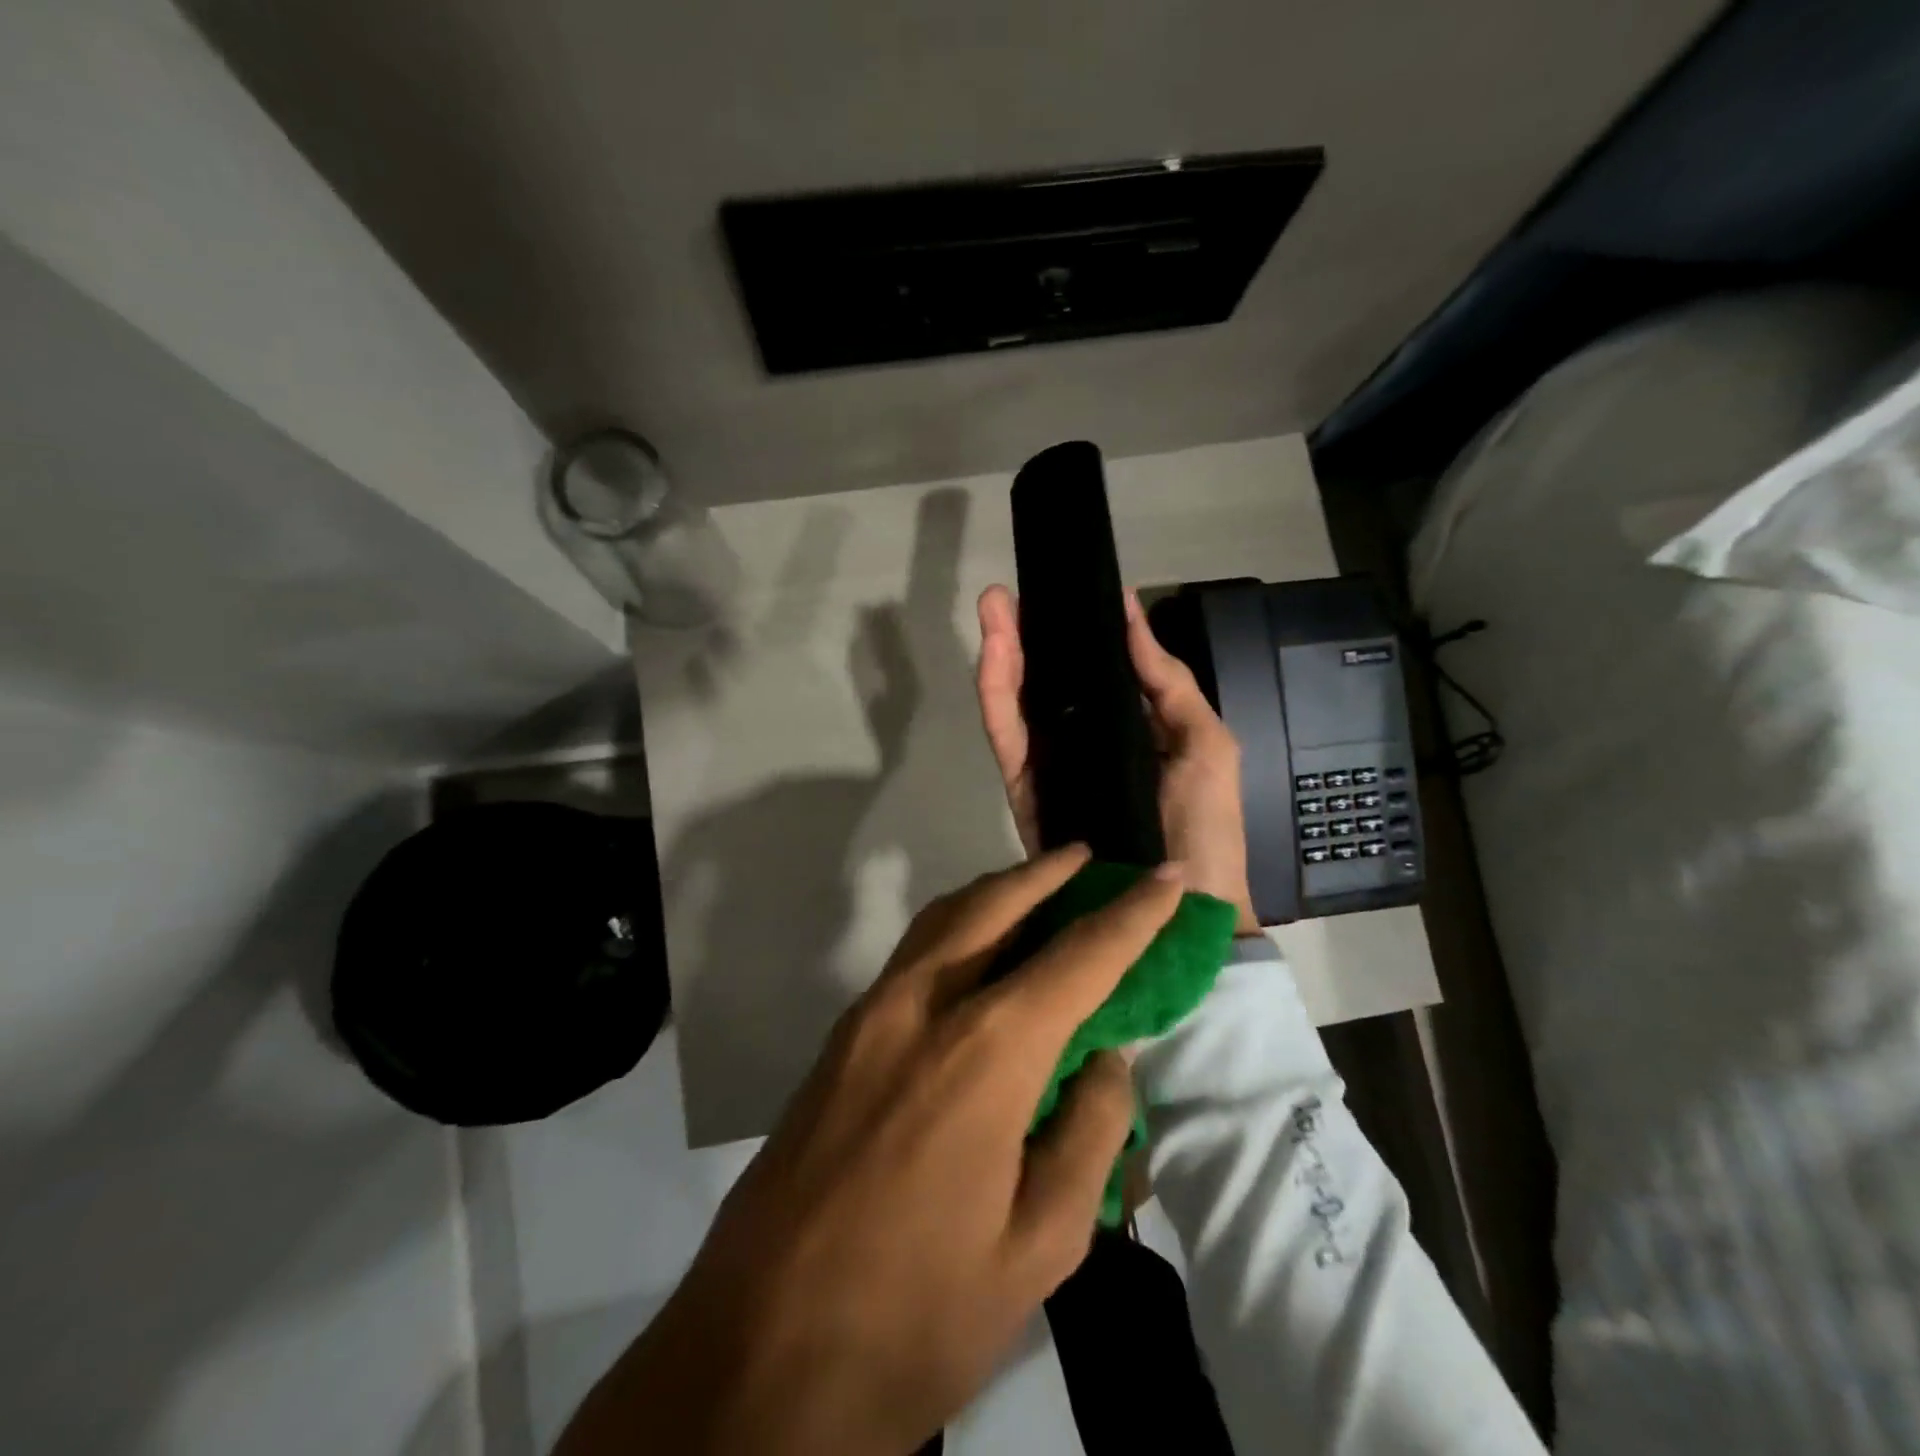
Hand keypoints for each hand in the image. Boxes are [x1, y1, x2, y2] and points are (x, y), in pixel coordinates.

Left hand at [554, 846, 1184, 1455]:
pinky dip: (956, 924)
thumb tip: (1106, 1060)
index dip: (1133, 912)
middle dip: (1047, 872)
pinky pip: (912, 952)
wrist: (756, 1354)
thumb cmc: (915, 1312)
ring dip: (996, 889)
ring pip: (943, 918)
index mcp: (986, 1052)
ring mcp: (871, 1014)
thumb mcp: (1040, 1246)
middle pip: (995, 905)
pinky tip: (977, 947)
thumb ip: (1087, 1134)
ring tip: (1037, 884)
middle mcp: (924, 1005)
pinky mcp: (840, 1037)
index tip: (1169, 875)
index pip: (1079, 957)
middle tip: (1088, 855)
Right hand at [976, 584, 1258, 933]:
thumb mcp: (1204, 739)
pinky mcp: (1027, 792)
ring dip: (1001, 655)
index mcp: (1126, 722)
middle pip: (1043, 679)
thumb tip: (1130, 611)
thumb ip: (1166, 679)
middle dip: (1022, 633)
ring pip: (1017, 703)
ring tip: (992, 610)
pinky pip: (1007, 740)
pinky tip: (992, 660)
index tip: (1049, 589)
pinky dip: (996, 700)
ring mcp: (1050, 765)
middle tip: (1003, 595)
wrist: (1179, 905)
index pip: (1087, 668)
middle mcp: (1082, 738)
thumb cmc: (1204, 821)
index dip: (1064, 630)